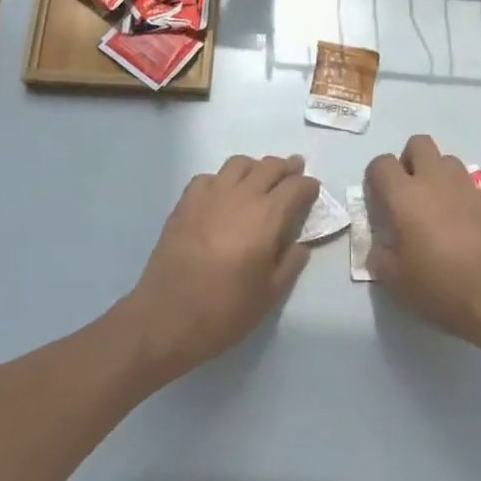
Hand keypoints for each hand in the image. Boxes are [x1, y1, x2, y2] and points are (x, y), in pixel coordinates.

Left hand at [123, 153, 320, 380]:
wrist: (167, 317)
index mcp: (266, 217)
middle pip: (269, 166)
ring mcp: (210, 194)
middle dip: (286, 167)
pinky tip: (223, 195)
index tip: (313, 190)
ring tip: (260, 178)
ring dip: (255, 166)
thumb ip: (290, 263)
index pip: (295, 187)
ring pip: (239, 164)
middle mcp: (240, 195)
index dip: (308, 186)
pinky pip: (209, 177)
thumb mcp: (269, 295)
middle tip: (294, 171)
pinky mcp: (186, 202)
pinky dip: (222, 179)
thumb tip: (300, 243)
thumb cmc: (224, 310)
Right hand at [365, 134, 480, 346]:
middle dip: (410, 161)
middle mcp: (435, 180)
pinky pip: (471, 188)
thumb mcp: (395, 280)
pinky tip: (465, 228)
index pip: (381, 163)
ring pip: (448, 160)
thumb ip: (380, 256)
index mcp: (405, 195)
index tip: (380, 200)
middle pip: (419, 144)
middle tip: (409, 193)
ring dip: (438, 175)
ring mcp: (467, 188)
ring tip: (438, 207)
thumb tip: (381, 247)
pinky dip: (462, 198)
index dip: (376, 178)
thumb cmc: (440, 286)